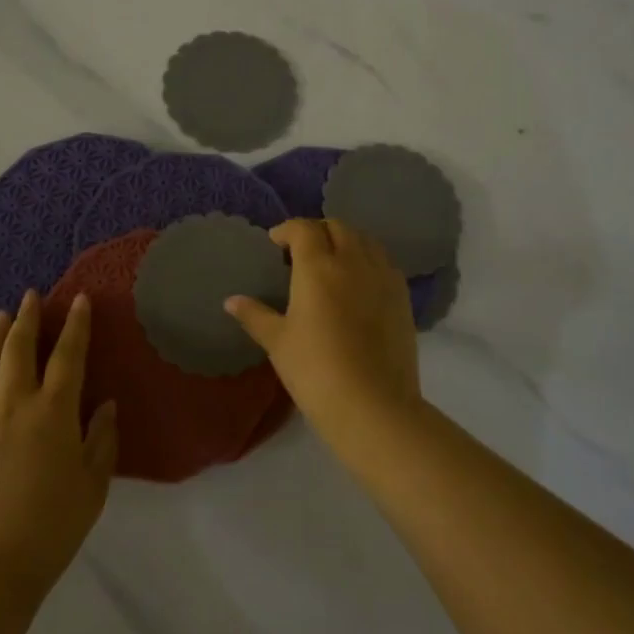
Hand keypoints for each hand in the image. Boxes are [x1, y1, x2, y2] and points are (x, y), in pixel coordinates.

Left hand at [0, 291, 118, 595]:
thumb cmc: (50, 530)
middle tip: (32, 297)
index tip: (80, 299)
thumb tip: (107, 404)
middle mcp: (14, 405)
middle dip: (28, 318)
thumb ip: (102, 441)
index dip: (76, 325)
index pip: (69, 356)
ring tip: (1, 318)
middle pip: (20, 349)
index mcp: (54, 414)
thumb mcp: (93, 488)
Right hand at [224, 219, 421, 443]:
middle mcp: (353, 262)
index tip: (275, 243)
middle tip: (302, 252)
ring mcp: (383, 277)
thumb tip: (231, 301)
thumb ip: (255, 315)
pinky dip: (368, 260)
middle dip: (317, 231)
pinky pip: (384, 262)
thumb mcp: (278, 342)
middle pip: (338, 227)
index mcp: (318, 267)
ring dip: (346, 241)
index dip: (287, 230)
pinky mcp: (403, 297)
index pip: (304, 229)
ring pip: (365, 240)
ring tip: (332, 262)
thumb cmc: (315, 370)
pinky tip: (359, 284)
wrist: (373, 405)